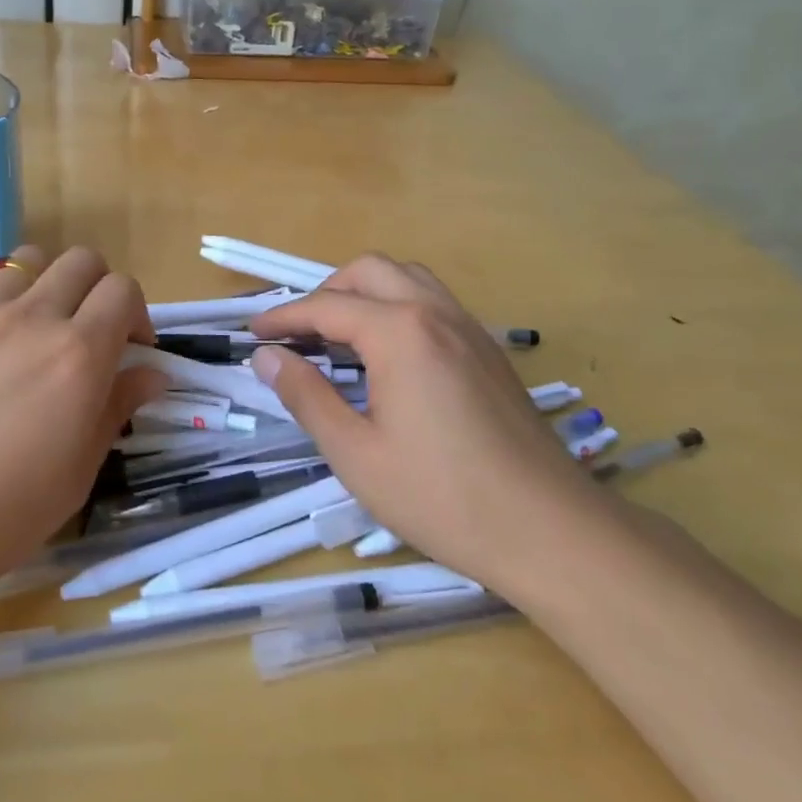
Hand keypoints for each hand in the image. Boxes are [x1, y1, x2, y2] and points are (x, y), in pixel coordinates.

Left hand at [0, 246, 164, 614]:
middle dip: (97, 289)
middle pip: (82, 261)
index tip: (130, 349)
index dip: (136, 313)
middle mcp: (32, 319)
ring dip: (46, 284)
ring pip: (27, 261)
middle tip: (88, 332)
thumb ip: (115, 410)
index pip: (124, 290)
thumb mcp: (75, 474)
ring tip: (34, 327)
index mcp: (78, 355)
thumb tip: (151, 373)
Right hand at [249, 255, 606, 595]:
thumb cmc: (442, 497)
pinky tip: (390, 355)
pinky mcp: (489, 350)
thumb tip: (267, 357)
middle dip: (325, 292)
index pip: (326, 306)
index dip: (283, 317)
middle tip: (298, 333)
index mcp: (400, 332)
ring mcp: (469, 328)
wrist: (549, 530)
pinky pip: (434, 302)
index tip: (251, 333)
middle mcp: (436, 313)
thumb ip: (307, 396)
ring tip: (341, 335)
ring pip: (407, 279)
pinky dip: (398, 306)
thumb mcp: (356, 454)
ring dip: (365, 292)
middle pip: (369, 272)